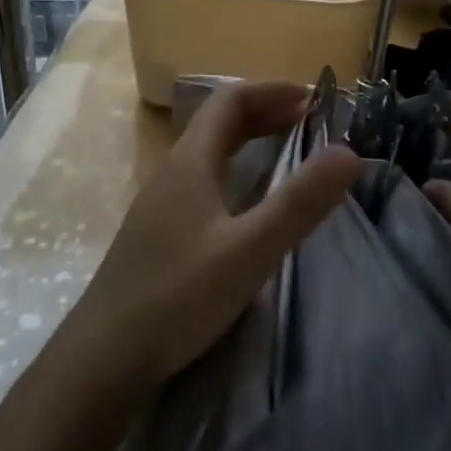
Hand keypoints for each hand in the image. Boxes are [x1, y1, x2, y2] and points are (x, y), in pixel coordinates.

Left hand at [63, 81, 359, 395]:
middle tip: (308, 123)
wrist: (103, 359)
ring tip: (286, 152)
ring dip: (249, 141)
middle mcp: (172, 172)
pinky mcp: (157, 233)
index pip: (230, 101)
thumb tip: (348, 152)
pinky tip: (247, 203)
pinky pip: (202, 180)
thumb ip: (299, 203)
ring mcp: (160, 204)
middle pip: (218, 123)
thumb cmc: (178, 296)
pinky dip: (235, 171)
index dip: (271, 91)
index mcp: (190, 162)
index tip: (312, 100)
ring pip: (209, 152)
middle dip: (265, 113)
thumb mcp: (249, 250)